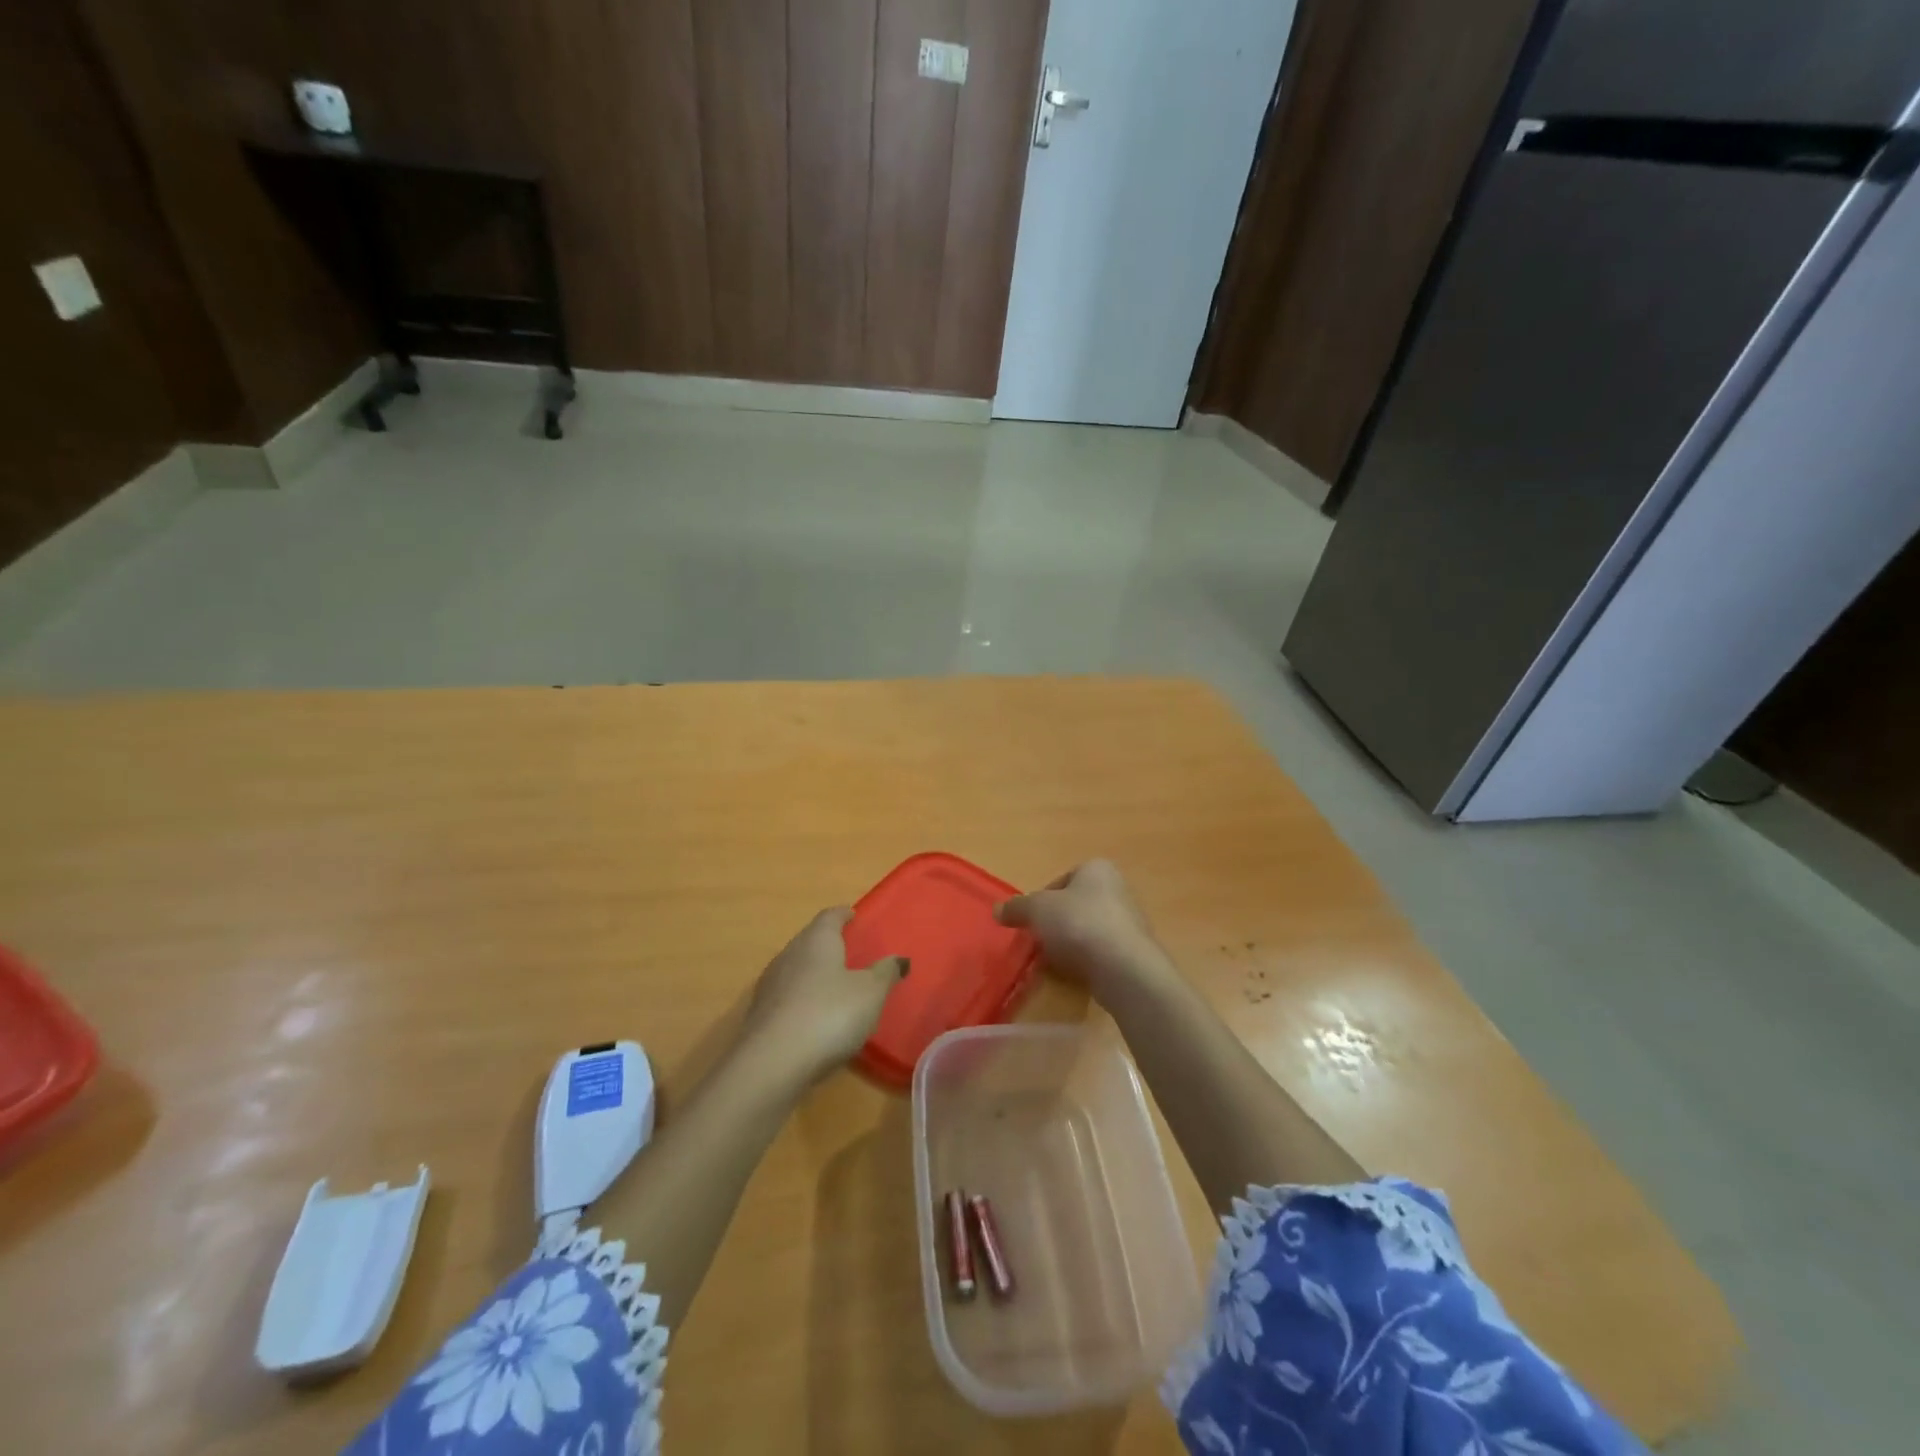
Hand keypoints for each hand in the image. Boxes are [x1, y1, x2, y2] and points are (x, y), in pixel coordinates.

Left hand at [741, 908, 908, 1083]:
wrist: (772, 1062)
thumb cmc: (830, 1014)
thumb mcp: (871, 993)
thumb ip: (885, 973)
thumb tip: (900, 958)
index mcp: (816, 940)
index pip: (829, 917)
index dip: (842, 914)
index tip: (852, 916)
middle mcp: (789, 954)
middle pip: (809, 940)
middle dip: (827, 944)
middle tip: (848, 951)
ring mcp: (770, 985)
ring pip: (796, 968)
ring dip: (813, 973)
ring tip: (833, 985)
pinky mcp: (759, 1015)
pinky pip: (787, 997)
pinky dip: (802, 999)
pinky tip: (814, 1016)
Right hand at [995, 860, 1173, 996]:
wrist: (1123, 966)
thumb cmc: (1078, 923)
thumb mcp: (1037, 909)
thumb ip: (1017, 907)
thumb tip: (997, 910)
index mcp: (1097, 869)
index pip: (1062, 880)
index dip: (1042, 900)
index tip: (1032, 920)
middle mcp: (1117, 888)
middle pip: (1075, 905)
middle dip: (1056, 923)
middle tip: (1040, 941)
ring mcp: (1129, 921)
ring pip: (1088, 929)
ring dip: (1071, 943)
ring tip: (1056, 960)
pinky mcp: (1133, 951)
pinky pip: (1101, 952)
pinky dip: (1087, 960)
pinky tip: (1076, 973)